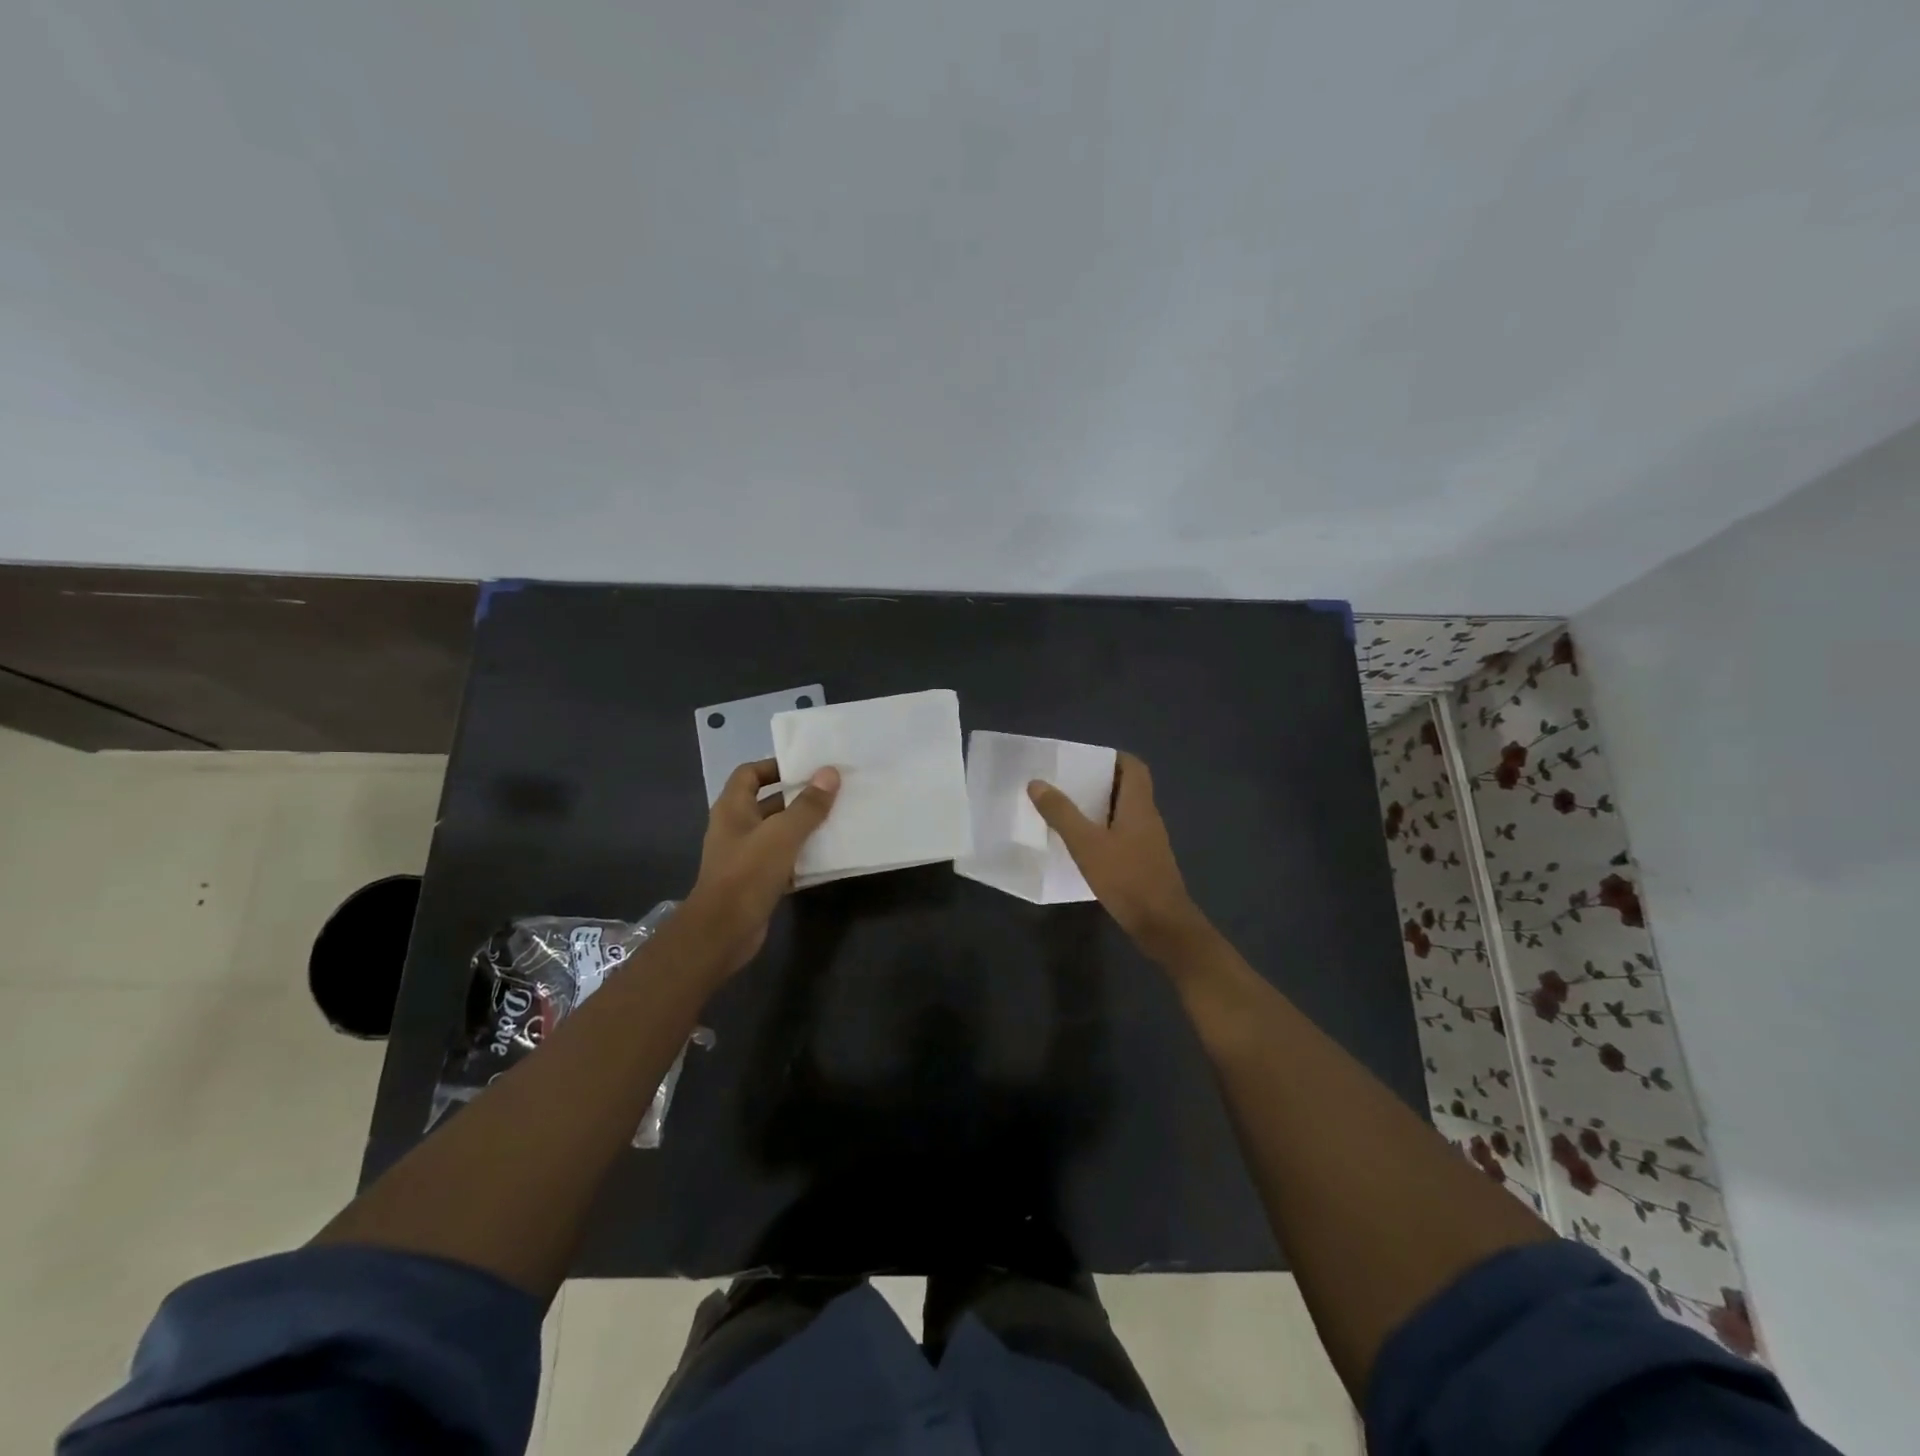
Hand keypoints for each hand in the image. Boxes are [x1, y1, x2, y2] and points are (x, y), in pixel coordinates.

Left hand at [682, 759, 838, 974]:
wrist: (723, 931)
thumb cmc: (748, 873)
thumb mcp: (783, 834)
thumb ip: (808, 805)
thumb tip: (830, 773)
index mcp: (732, 808)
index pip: (749, 773)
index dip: (774, 766)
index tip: (806, 768)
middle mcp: (735, 828)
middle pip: (767, 803)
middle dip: (797, 798)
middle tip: (831, 793)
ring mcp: (744, 856)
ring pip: (777, 833)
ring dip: (802, 828)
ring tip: (836, 820)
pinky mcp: (755, 881)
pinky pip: (781, 860)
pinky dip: (801, 856)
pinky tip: (826, 856)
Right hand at [1027, 752, 1208, 960]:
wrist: (1162, 925)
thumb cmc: (1126, 877)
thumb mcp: (1087, 844)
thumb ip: (1062, 813)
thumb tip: (1037, 783)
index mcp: (1139, 805)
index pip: (1133, 767)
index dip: (1112, 758)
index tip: (1084, 760)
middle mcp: (1148, 818)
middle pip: (1129, 788)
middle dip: (1100, 782)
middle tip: (1068, 784)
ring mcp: (1149, 842)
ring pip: (1126, 813)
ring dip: (1101, 808)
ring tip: (1069, 810)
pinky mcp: (1145, 863)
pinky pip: (1124, 835)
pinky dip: (1105, 832)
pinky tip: (1084, 845)